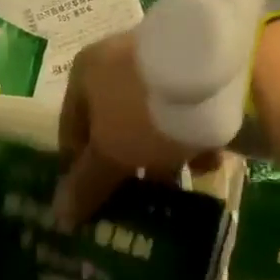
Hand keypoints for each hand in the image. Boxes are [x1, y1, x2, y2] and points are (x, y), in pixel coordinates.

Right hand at [56, 31, 217, 227]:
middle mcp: (114, 63)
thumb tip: (60, 216)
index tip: (95, 204)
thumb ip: (86, 184)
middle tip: (137, 201)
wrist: (219, 72)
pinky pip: (181, 114)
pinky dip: (190, 139)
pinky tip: (205, 164)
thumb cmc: (144, 110)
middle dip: (125, 165)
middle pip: (112, 126)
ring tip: (177, 189)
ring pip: (149, 122)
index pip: (70, 130)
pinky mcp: (193, 73)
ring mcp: (155, 65)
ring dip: (161, 157)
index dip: (79, 170)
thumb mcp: (111, 153)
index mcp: (84, 73)